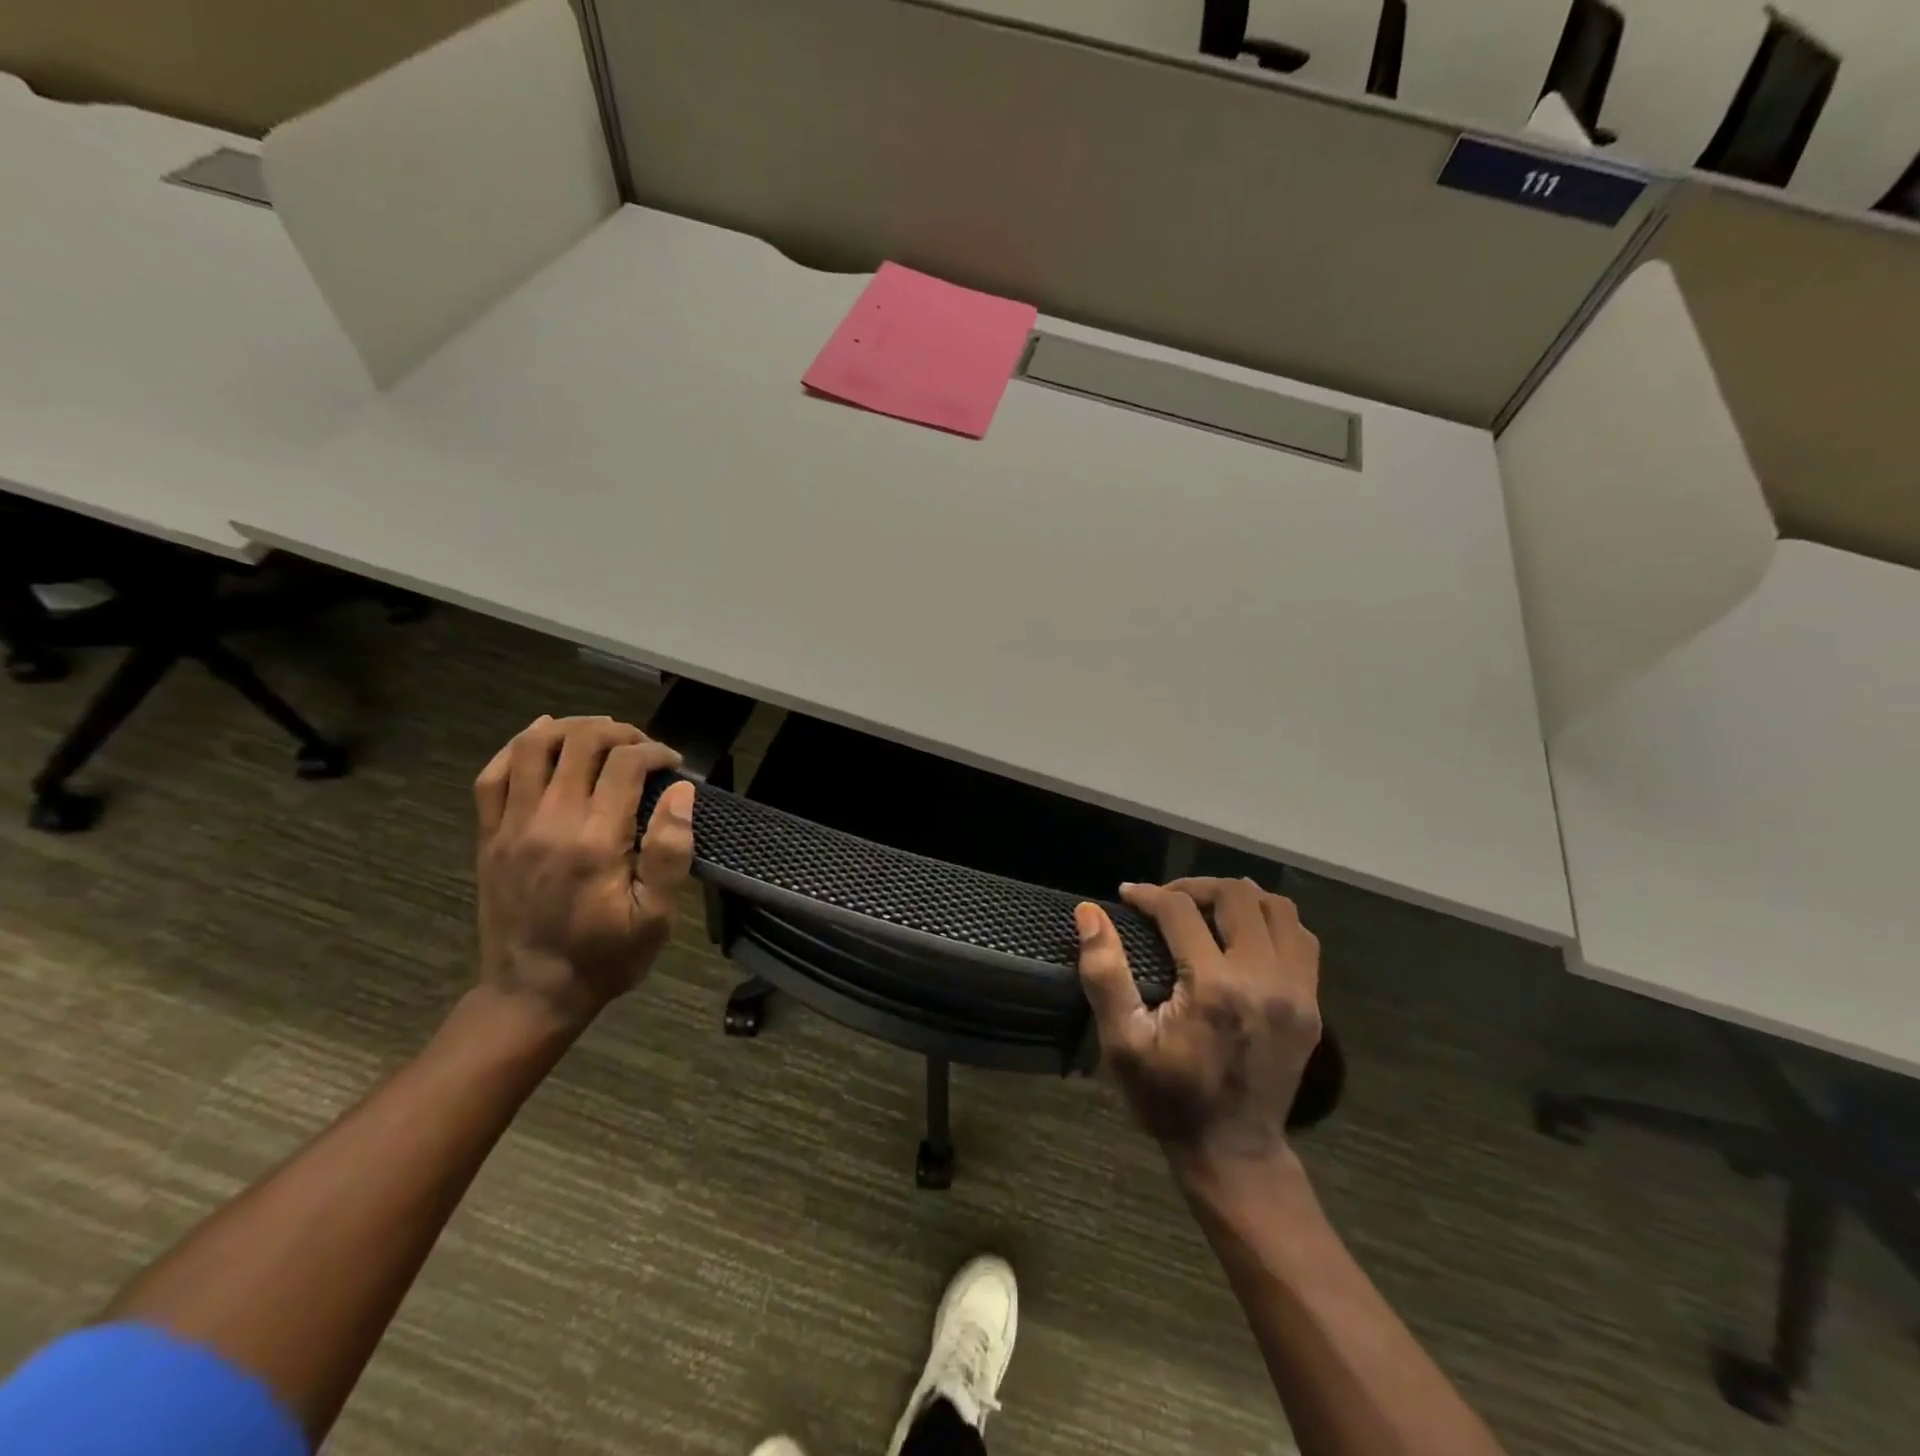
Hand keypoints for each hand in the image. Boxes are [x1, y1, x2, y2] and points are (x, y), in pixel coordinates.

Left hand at [473, 715, 695, 1030]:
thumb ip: (670, 851)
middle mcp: (550, 822)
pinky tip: (539, 738)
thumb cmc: (607, 957)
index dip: (655, 752)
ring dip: (569, 728)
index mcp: (596, 840)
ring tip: (598, 733)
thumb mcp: (657, 917)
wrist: (533, 993)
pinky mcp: (489, 837)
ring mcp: (511, 826)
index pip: (625, 764)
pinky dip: (516, 747)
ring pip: (532, 747)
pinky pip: (492, 776)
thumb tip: (682, 791)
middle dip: (619, 732)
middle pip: (580, 743)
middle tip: (642, 747)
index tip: (674, 764)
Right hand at [1075, 879, 1321, 1165]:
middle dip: (1195, 886)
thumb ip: (1104, 973)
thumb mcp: (1122, 1042)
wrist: (1234, 1152)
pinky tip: (1244, 936)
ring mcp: (1297, 992)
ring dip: (1238, 898)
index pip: (1181, 910)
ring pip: (1278, 909)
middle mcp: (1264, 979)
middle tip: (1166, 900)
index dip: (1149, 894)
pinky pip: (1301, 939)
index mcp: (1215, 987)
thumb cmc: (1168, 1097)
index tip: (1127, 896)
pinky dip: (1272, 923)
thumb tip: (1089, 912)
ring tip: (1207, 910)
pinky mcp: (1312, 1006)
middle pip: (1237, 896)